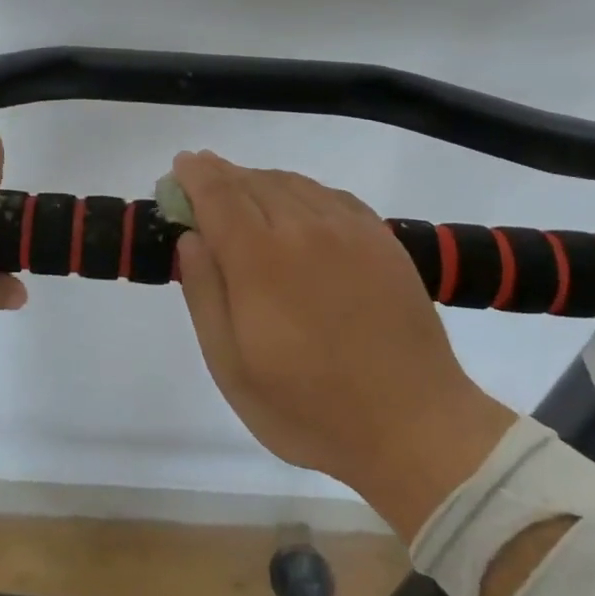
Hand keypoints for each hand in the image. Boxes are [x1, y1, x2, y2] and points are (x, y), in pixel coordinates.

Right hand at [171, 151, 514, 534]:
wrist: (415, 427)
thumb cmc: (309, 408)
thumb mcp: (231, 367)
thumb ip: (204, 294)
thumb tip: (191, 238)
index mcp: (259, 258)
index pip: (217, 193)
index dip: (194, 174)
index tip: (179, 168)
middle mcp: (303, 228)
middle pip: (252, 181)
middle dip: (220, 176)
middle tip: (202, 188)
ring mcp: (349, 229)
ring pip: (291, 182)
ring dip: (258, 182)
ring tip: (243, 199)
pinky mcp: (381, 238)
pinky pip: (328, 195)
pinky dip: (299, 192)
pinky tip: (295, 212)